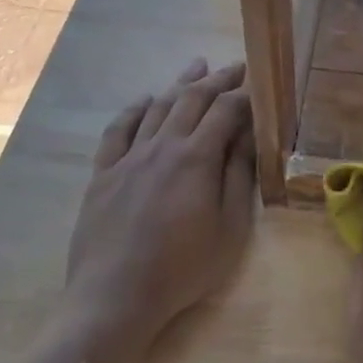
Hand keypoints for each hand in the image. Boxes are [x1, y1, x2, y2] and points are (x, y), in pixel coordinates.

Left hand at [62, 57, 255, 359]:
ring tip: (196, 66)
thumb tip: (249, 136)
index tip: (259, 81)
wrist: (115, 296)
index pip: (226, 110)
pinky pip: (118, 130)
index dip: (245, 92)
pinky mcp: (103, 174)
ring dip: (180, 84)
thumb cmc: (183, 268)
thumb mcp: (230, 228)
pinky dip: (134, 109)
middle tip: (235, 66)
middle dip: (217, 79)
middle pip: (191, 99)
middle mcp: (162, 146)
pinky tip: (144, 100)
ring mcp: (128, 158)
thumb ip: (239, 177)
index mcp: (196, 158)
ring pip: (156, 107)